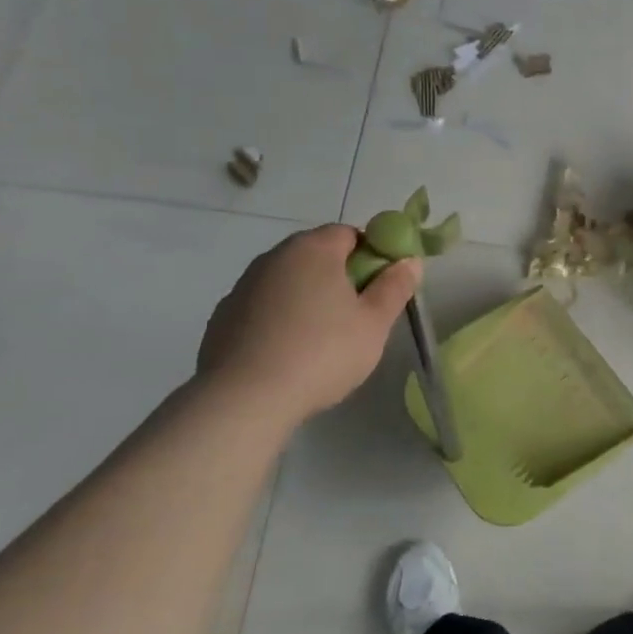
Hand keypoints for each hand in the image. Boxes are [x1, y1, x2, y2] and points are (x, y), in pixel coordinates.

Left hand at [196, 224, 421, 423]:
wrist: (244, 400)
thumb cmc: (321, 353)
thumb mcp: (374, 323)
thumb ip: (395, 287)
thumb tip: (409, 261)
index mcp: (313, 249)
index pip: (349, 233)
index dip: (371, 254)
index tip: (381, 287)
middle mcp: (274, 257)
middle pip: (316, 255)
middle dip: (340, 277)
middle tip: (357, 315)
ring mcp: (242, 286)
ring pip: (288, 282)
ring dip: (307, 298)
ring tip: (321, 340)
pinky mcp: (222, 318)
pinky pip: (263, 308)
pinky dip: (278, 320)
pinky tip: (287, 354)